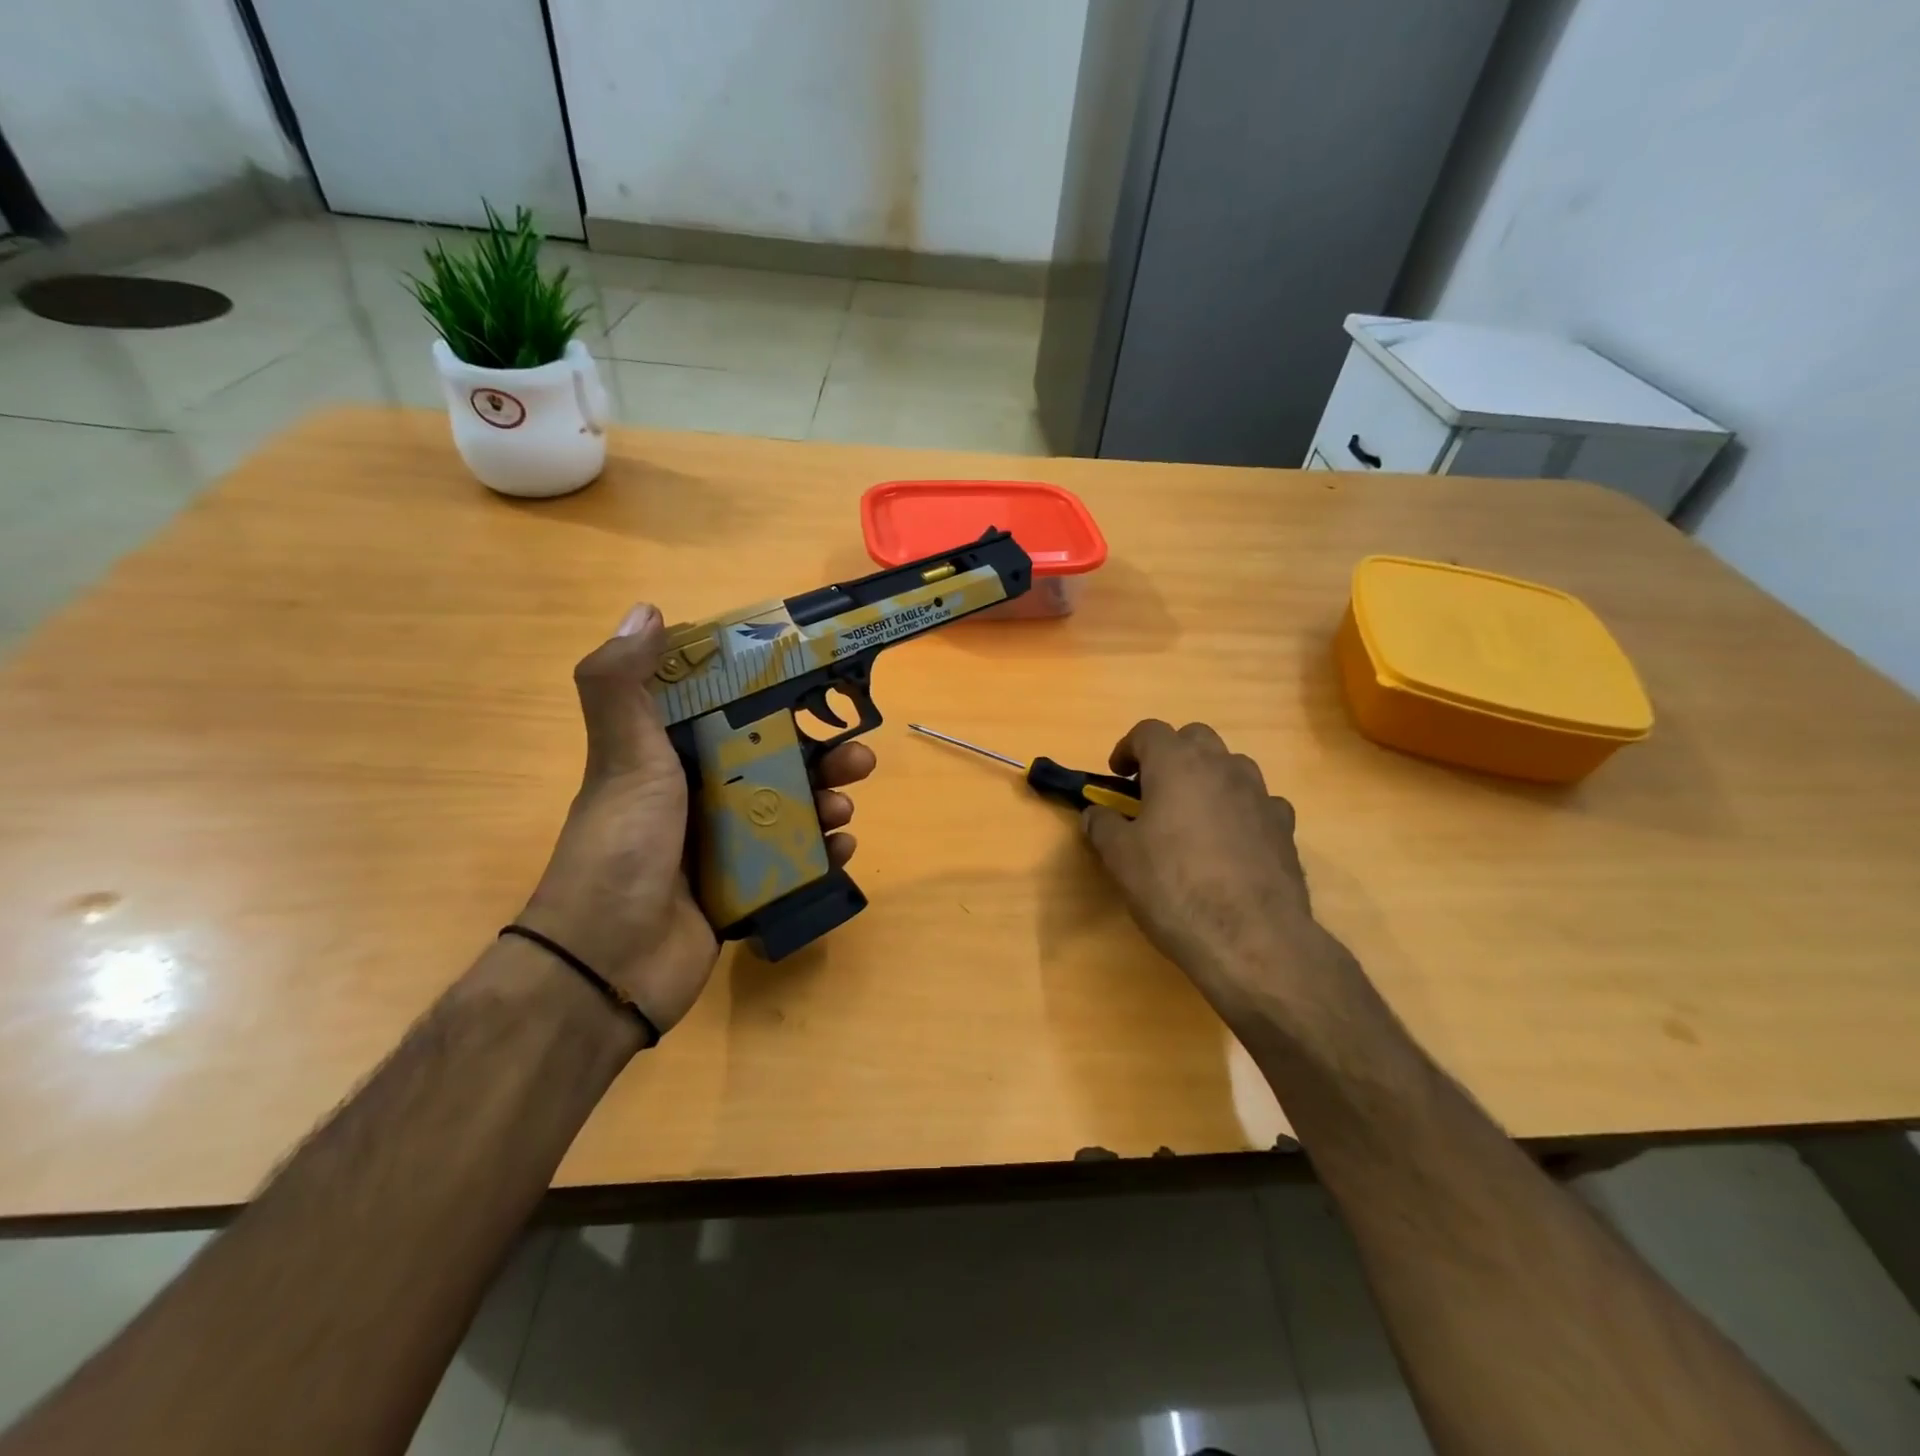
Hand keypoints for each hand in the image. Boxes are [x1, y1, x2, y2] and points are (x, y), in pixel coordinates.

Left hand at [519, 604, 875, 1032]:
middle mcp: (699, 795)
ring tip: (846, 808)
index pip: (729, 711)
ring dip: (828, 801)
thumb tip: (648, 610)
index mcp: (671, 757)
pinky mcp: (743, 888)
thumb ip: (623, 684)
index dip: (771, 694)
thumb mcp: (623, 757)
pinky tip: (841, 849)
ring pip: (791, 809)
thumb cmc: (622, 846)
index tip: (815, 682)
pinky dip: (823, 852)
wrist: (609, 962)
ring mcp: (723, 845)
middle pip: (775, 761)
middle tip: (857, 756)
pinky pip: (795, 861)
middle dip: (821, 754)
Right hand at [1081, 720, 1359, 1034]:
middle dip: (1171, 755)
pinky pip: (1258, 802)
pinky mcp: (1285, 827)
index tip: (1117, 775)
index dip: (1128, 748)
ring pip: (1231, 765)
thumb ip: (1103, 826)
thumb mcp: (1120, 858)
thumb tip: (1096, 813)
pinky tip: (1230, 843)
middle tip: (1152, 790)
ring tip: (1192, 816)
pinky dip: (1239, 809)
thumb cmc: (1174, 888)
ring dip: (1207, 778)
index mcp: (1177, 764)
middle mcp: (1222, 767)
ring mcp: (1260, 795)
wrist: (1252, 938)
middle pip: (1195, 737)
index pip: (1149, 731)